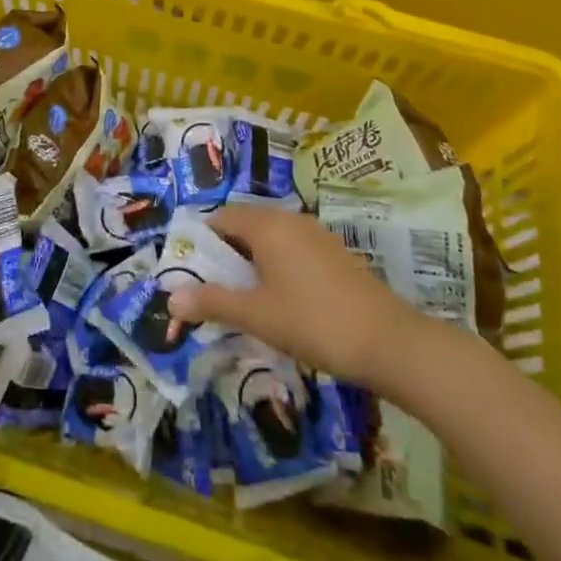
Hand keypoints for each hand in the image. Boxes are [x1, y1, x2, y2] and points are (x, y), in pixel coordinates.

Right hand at [168, 208, 424, 385]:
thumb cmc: (314, 322)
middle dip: (225, 255)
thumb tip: (171, 298)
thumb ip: (212, 302)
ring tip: (243, 299)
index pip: (221, 218)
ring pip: (270, 240)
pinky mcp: (334, 254)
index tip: (190, 271)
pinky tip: (280, 302)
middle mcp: (290, 220)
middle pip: (245, 226)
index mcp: (267, 225)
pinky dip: (276, 268)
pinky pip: (292, 250)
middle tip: (212, 289)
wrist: (390, 342)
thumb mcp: (257, 316)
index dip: (201, 242)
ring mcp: (316, 235)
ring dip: (251, 263)